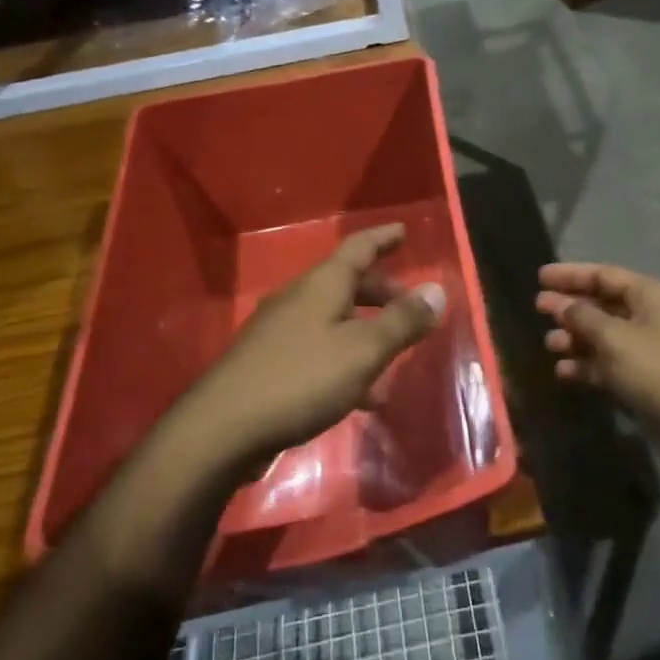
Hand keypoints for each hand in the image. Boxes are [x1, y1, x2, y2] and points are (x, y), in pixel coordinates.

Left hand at [181, 224, 445, 468]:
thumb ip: (402, 322)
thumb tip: (437, 290)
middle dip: (382, 293)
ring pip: (334, 319)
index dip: (383, 238)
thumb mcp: (363, 351)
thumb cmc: (301, 379)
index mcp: (322, 285)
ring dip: (366, 332)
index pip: (358, 248)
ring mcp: (279, 330)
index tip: (403, 231)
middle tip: (410, 309)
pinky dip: (345, 361)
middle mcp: (299, 298)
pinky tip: (361, 397)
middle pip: (347, 284)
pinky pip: (318, 350)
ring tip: (393, 359)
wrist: (222, 428)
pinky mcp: (269, 363)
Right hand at [536, 262, 659, 447]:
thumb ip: (583, 316)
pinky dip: (586, 365)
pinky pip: (607, 363)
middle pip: (601, 303)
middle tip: (537, 307)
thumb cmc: (656, 370)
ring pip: (602, 334)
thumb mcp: (614, 338)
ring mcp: (645, 348)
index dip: (571, 274)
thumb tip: (560, 303)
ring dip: (575, 337)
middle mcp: (647, 316)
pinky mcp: (641, 378)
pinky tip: (563, 371)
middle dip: (569, 306)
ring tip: (548, 343)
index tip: (540, 277)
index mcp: (648, 296)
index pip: (603, 274)